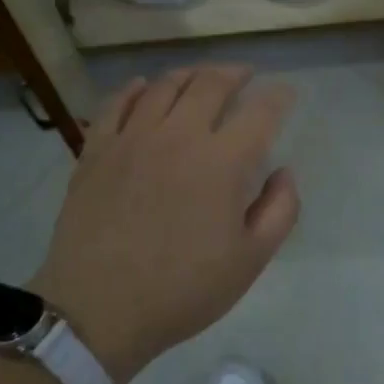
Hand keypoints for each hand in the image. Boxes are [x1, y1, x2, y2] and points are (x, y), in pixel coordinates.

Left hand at [30, 66, 298, 383]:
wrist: (97, 310)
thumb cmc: (181, 290)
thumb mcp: (250, 261)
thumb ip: (279, 210)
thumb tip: (284, 172)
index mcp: (221, 162)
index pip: (260, 112)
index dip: (279, 96)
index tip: (286, 93)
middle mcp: (178, 136)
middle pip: (211, 84)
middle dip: (235, 73)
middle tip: (245, 74)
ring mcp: (133, 138)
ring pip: (165, 86)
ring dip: (190, 74)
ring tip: (201, 76)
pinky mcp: (97, 149)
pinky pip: (118, 103)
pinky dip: (136, 89)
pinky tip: (144, 87)